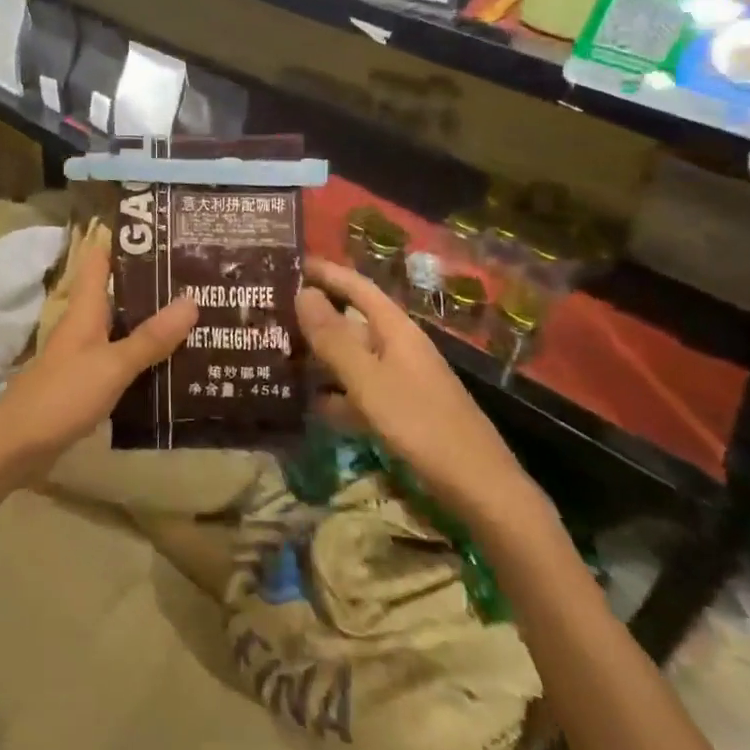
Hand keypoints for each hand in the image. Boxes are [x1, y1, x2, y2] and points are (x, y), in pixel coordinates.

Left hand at [0, 232, 196, 485]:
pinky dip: (143, 356)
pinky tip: (171, 364)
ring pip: (122, 327)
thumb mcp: (113, 365)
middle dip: (152, 286)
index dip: (126, 242)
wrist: (17, 445)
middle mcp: (84, 324)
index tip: (163, 232)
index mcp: (85, 309)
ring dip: (151, 322)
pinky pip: (120, 358)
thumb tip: (192, 300)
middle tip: (197, 278)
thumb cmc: (63, 394)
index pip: (100, 260)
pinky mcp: (86, 382)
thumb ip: (150, 337)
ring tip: (195, 318)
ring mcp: (83, 354)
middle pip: (118, 293)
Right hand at [295, 257, 547, 533]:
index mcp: (395, 329)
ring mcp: (401, 380)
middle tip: (270, 311)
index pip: (357, 287)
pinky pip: (359, 391)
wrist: (479, 487)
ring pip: (352, 357)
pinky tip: (307, 405)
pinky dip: (334, 394)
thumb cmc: (420, 424)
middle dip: (315, 314)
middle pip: (352, 320)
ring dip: (320, 355)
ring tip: (278, 354)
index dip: (326, 272)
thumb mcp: (368, 379)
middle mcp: (398, 347)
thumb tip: (302, 292)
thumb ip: (333, 337)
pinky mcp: (401, 412)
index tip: (289, 262)